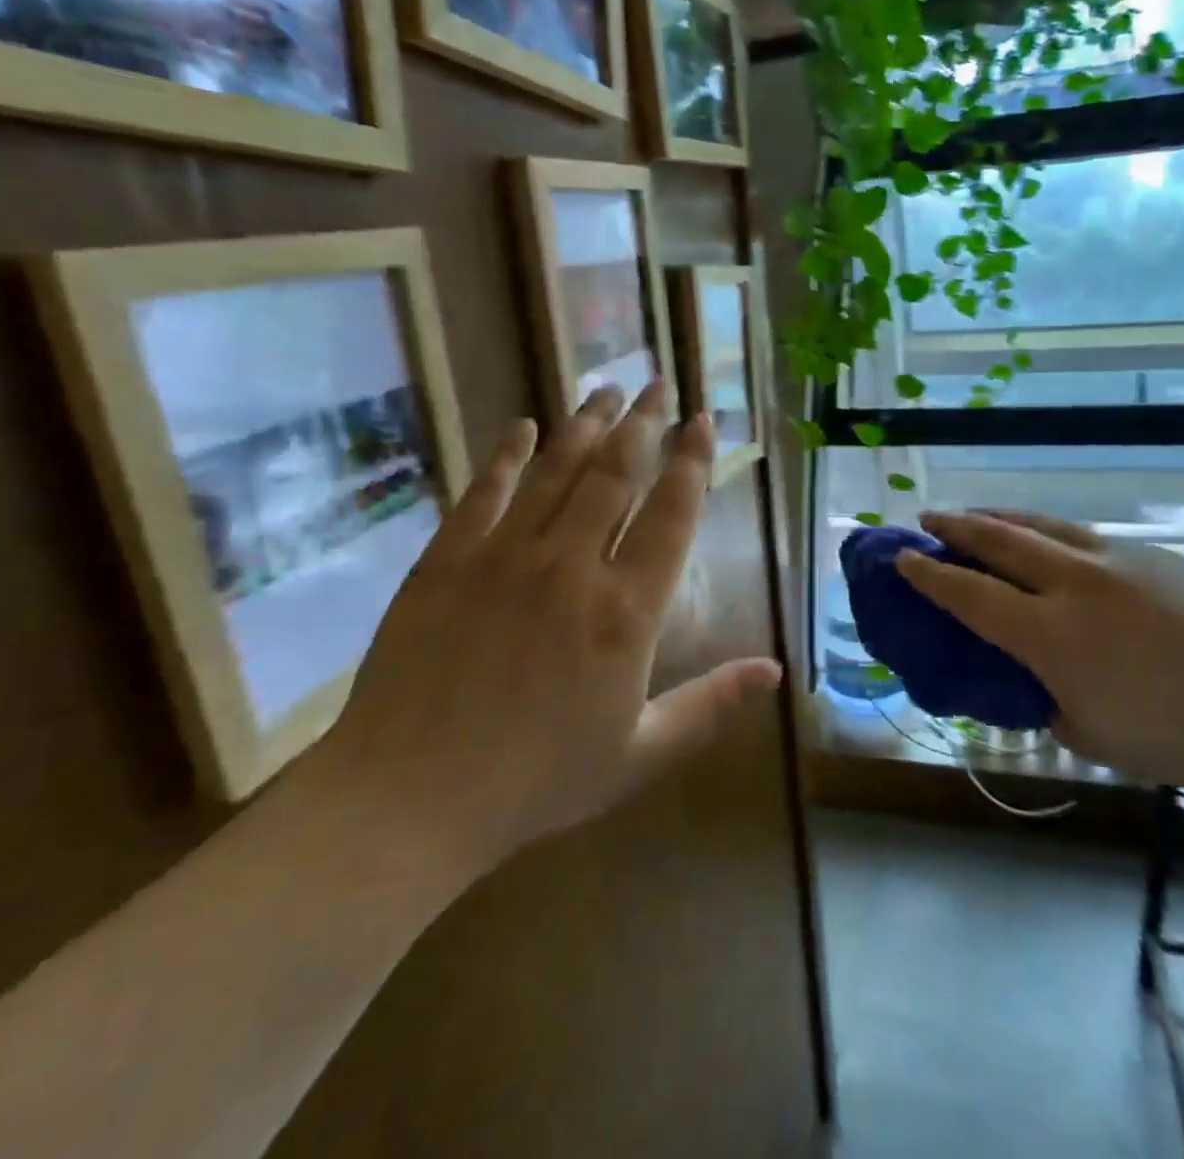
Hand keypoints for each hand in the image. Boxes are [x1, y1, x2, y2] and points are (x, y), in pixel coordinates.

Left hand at [302, 382, 781, 902]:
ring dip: (586, 425)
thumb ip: (711, 705)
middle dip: (643, 423)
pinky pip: (485, 491)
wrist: (409, 798)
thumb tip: (775, 669)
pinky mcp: (448, 559)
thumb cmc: (537, 781)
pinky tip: (522, 427)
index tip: (703, 421)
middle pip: (617, 473)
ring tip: (607, 389)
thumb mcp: (640, 754)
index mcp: (626, 610)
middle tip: (658, 384)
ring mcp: (505, 555)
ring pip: (557, 470)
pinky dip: (507, 455)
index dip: (692, 461)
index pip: (671, 513)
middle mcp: (572, 564)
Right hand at [898, 510, 1183, 810]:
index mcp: (1049, 633)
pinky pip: (1085, 536)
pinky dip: (1049, 532)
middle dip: (955, 526)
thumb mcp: (1082, 731)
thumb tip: (1021, 668)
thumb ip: (1038, 692)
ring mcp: (1117, 559)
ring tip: (976, 514)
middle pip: (998, 538)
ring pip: (1041, 523)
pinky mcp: (1154, 554)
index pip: (968, 592)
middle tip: (928, 518)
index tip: (901, 557)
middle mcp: (1074, 582)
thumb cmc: (1172, 740)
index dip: (928, 574)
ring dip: (999, 516)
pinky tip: (1049, 542)